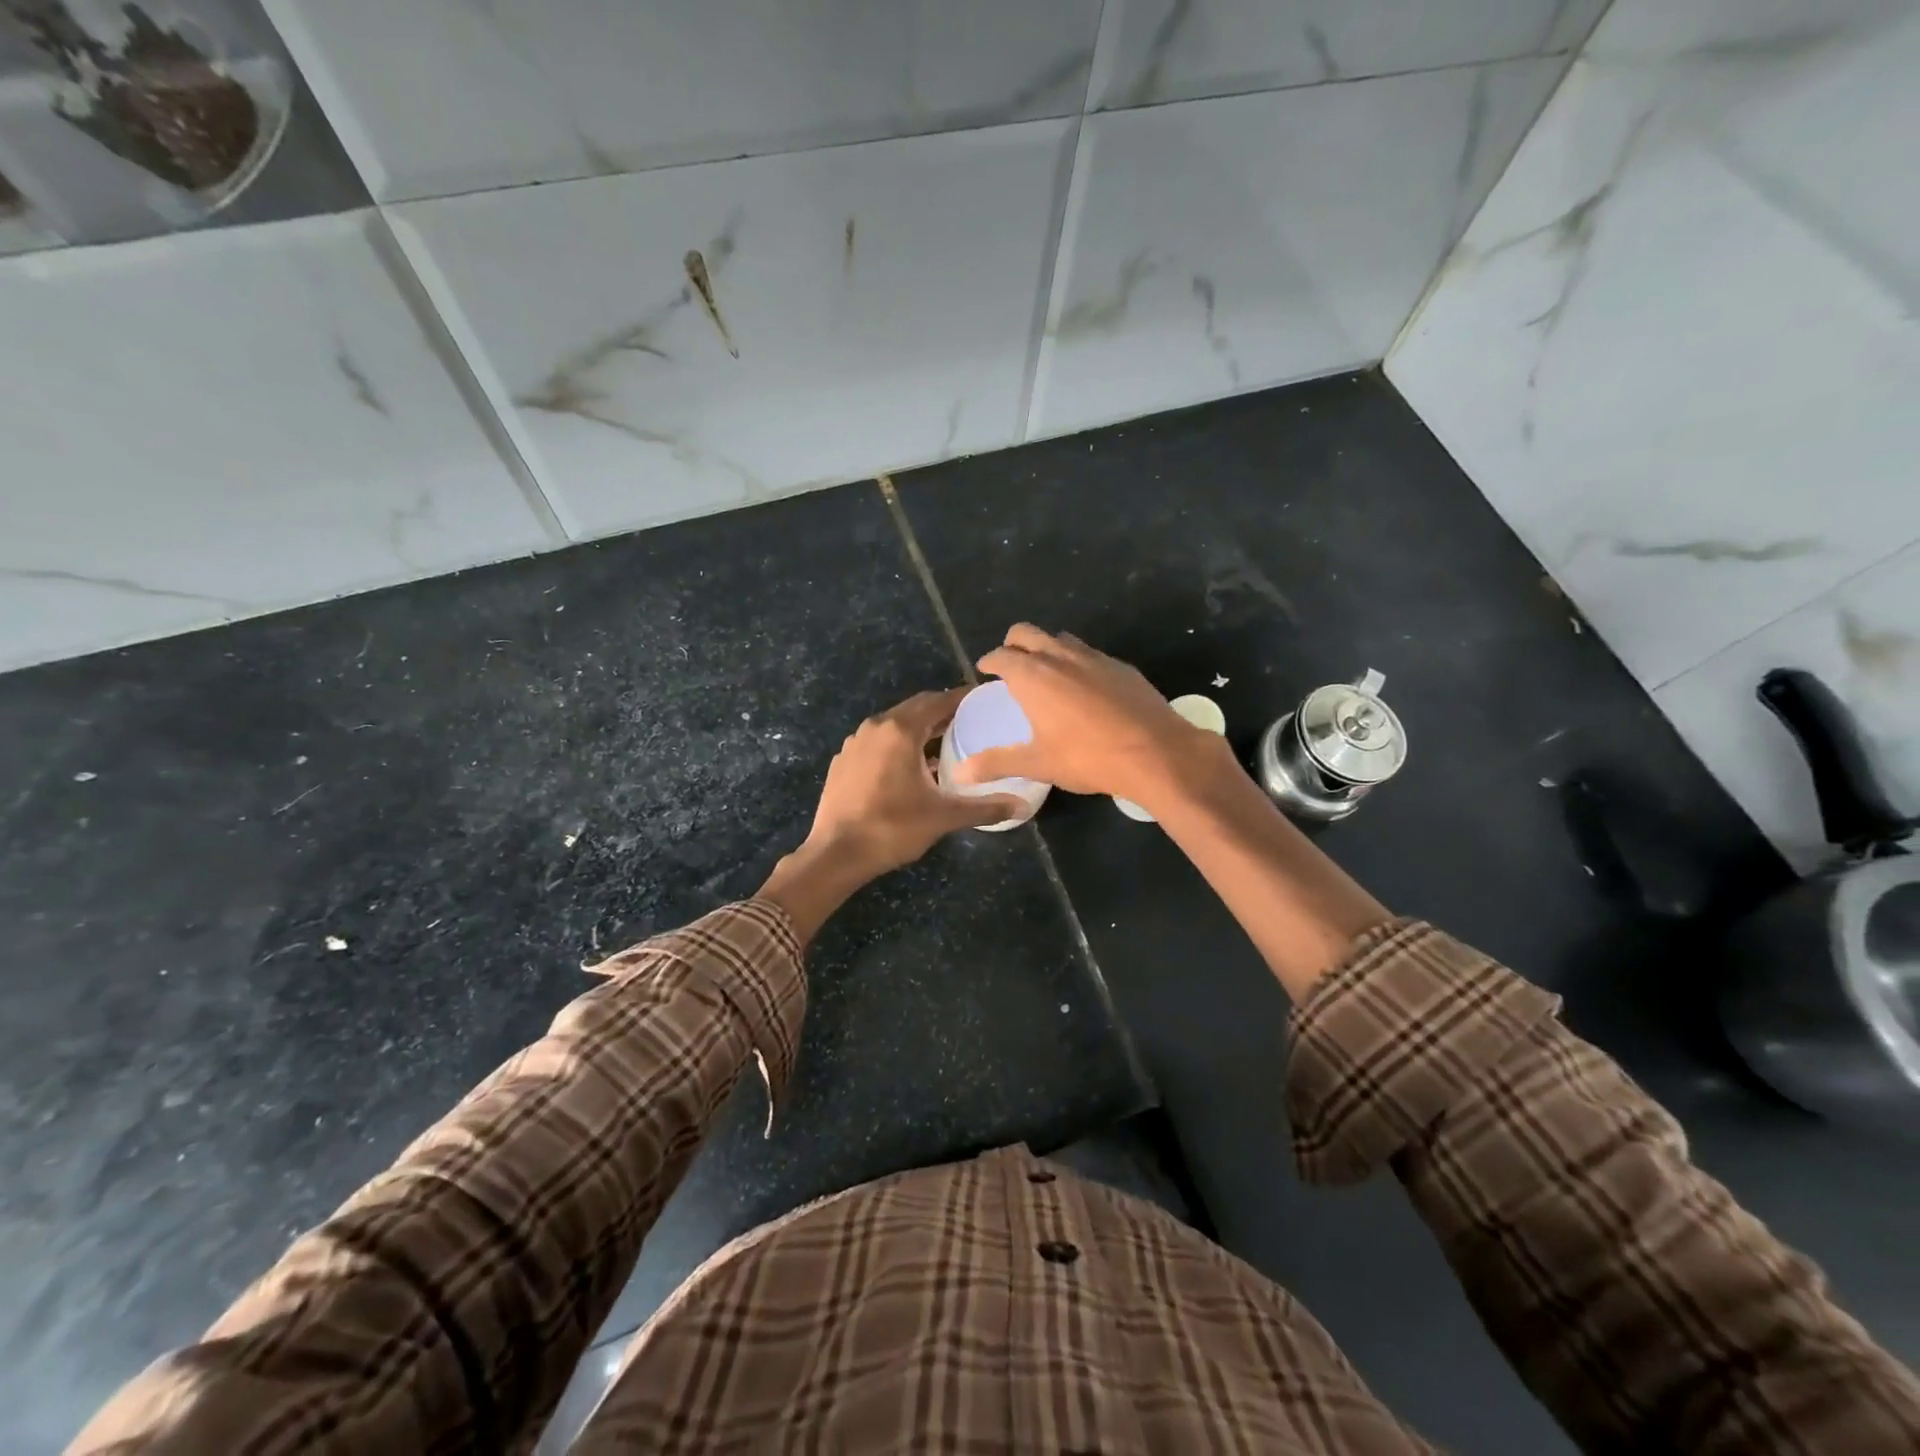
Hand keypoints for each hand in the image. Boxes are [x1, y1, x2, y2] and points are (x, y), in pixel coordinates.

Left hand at [804, 688, 1024, 879]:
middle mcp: (875, 727)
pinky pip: (877, 742)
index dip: (963, 698)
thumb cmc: (892, 828)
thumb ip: (984, 807)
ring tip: (944, 744)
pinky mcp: (843, 761)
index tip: (984, 700)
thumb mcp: (943, 817)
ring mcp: (854, 743)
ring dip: (919, 730)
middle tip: (970, 722)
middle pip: (915, 709)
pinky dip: (897, 746)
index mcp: (900, 731)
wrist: (835, 854)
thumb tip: (1021, 806)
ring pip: (894, 726)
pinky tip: (909, 768)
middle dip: (942, 712)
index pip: (938, 701)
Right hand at [952, 624, 1213, 805]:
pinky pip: (1090, 654)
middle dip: (1013, 644)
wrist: (1155, 752)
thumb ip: (997, 763)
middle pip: (1026, 633)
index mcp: (1032, 676)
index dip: (990, 661)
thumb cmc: (1087, 758)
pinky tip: (1085, 688)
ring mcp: (1093, 657)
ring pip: (1060, 639)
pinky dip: (1077, 662)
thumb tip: (961, 773)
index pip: (1001, 655)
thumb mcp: (1037, 763)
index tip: (986, 671)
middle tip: (1010, 665)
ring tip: (1046, 673)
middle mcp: (1059, 656)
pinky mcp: (1120, 666)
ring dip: (1046, 649)